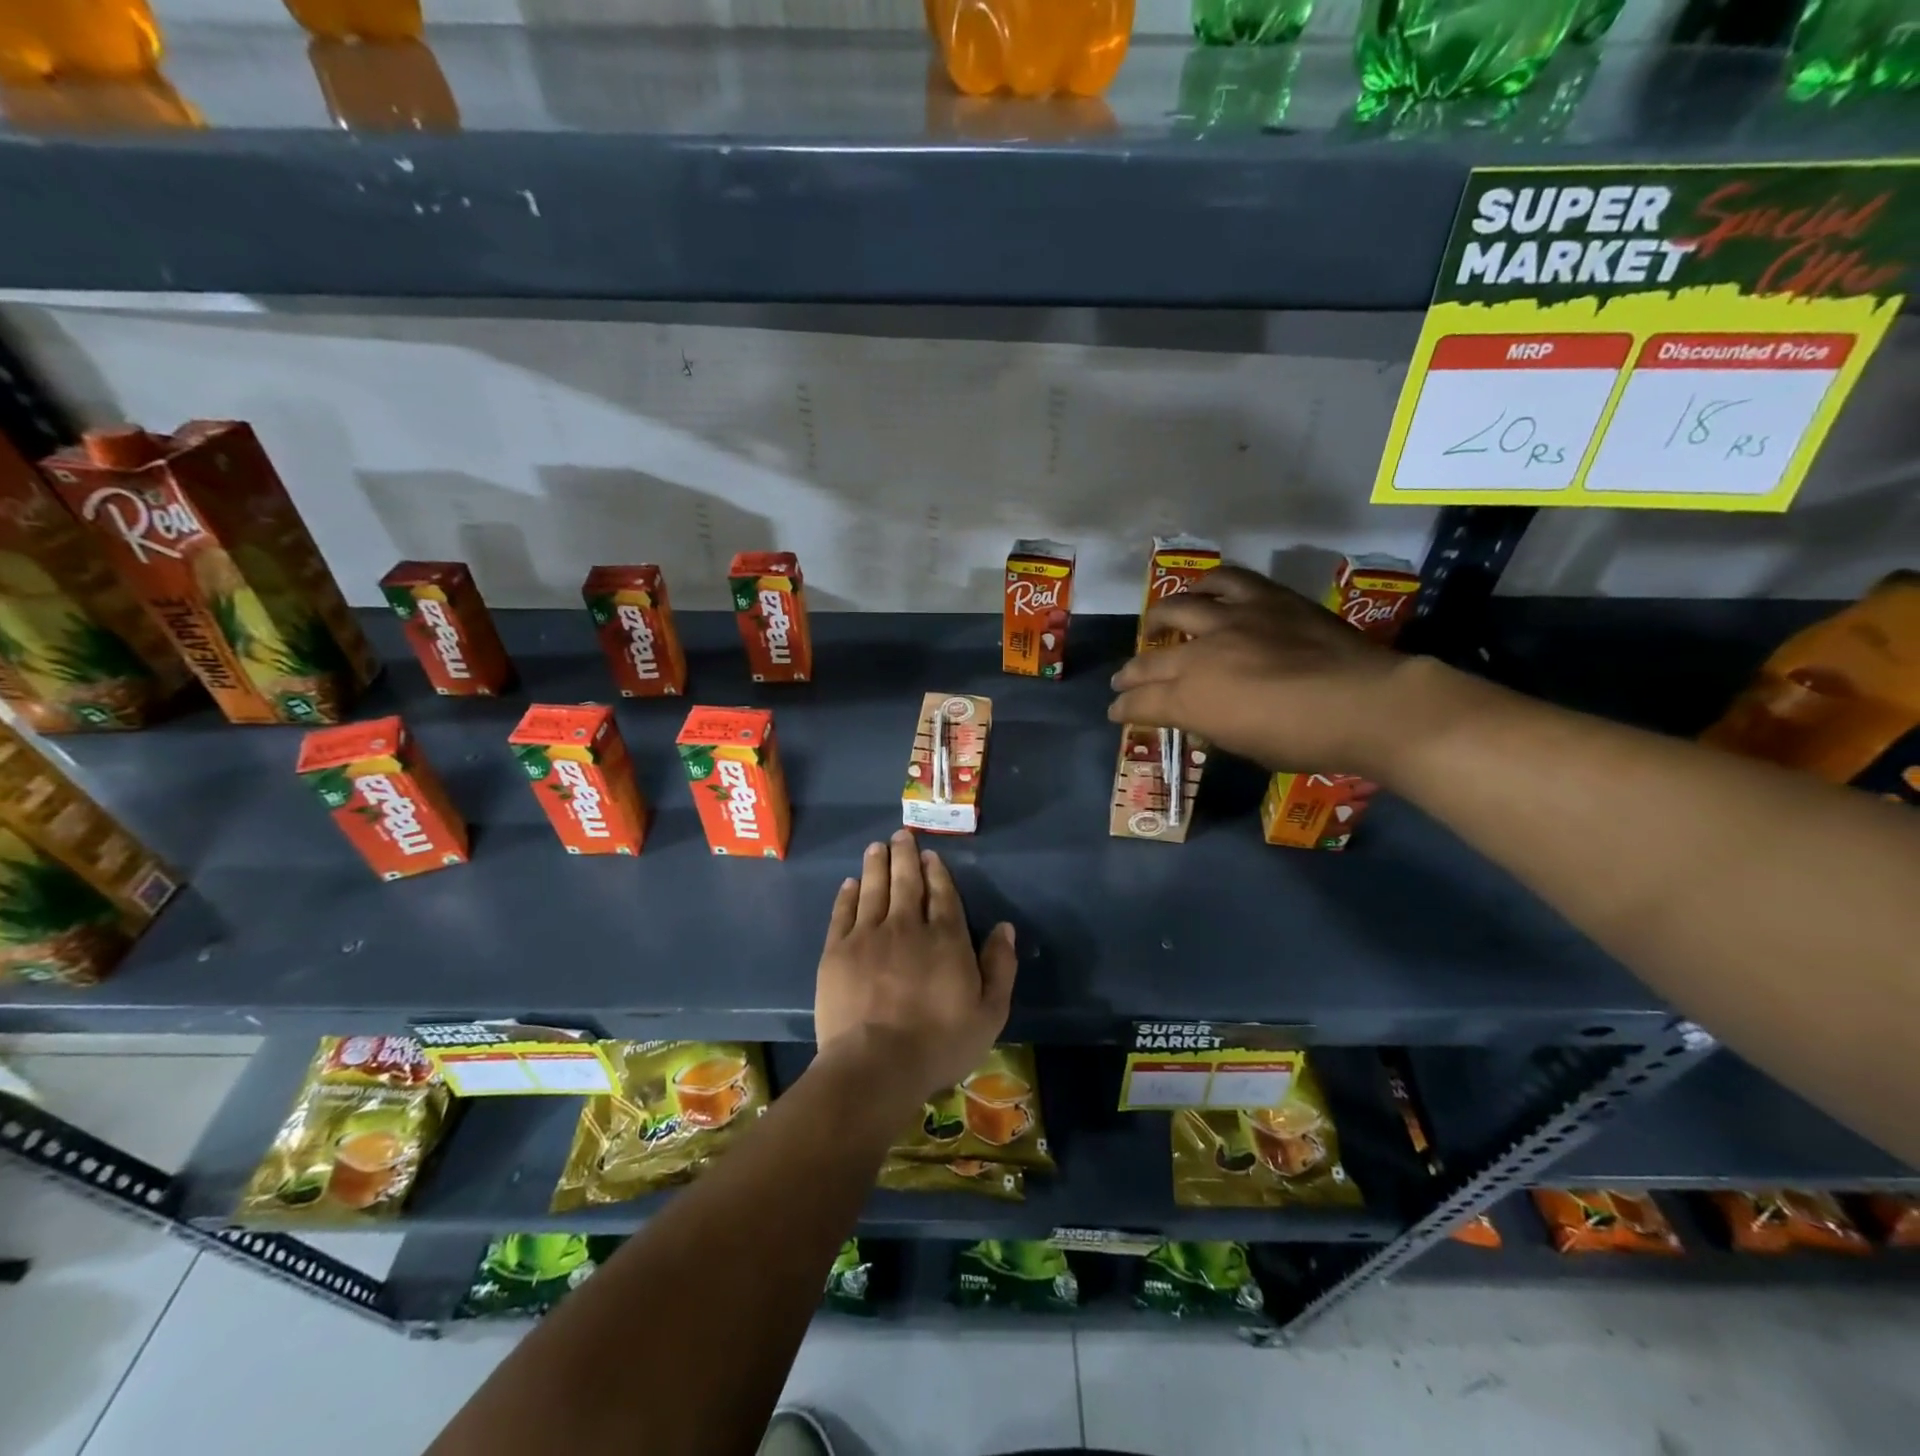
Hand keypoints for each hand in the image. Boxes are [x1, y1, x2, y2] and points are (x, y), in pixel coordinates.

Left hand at [814, 829, 1017, 1103]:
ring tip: (878, 847)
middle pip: (906, 882)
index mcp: (946, 939)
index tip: (931, 855)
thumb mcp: (989, 1013)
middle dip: (905, 856)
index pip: (943, 894)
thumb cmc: (939, 1043)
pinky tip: (851, 882)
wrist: (875, 1065)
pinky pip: (844, 912)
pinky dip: (848, 894)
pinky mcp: (838, 951)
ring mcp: (869, 936)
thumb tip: (1005, 927)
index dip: (937, 872)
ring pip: (874, 889)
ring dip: (877, 865)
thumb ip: (1000, 966)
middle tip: (901, 835)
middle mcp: (907, 926)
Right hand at [1108, 565, 1414, 774]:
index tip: (1116, 712)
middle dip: (1130, 673)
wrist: (1366, 703)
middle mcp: (1201, 655)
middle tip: (1123, 680)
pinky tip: (1203, 590)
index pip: (1142, 703)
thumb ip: (1210, 723)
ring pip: (1178, 608)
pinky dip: (1206, 585)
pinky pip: (1226, 580)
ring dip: (1159, 619)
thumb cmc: (1304, 741)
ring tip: (1155, 624)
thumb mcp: (1243, 745)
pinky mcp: (1264, 598)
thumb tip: (1198, 713)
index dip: (1124, 709)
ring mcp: (1232, 620)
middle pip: (1151, 661)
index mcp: (1192, 700)